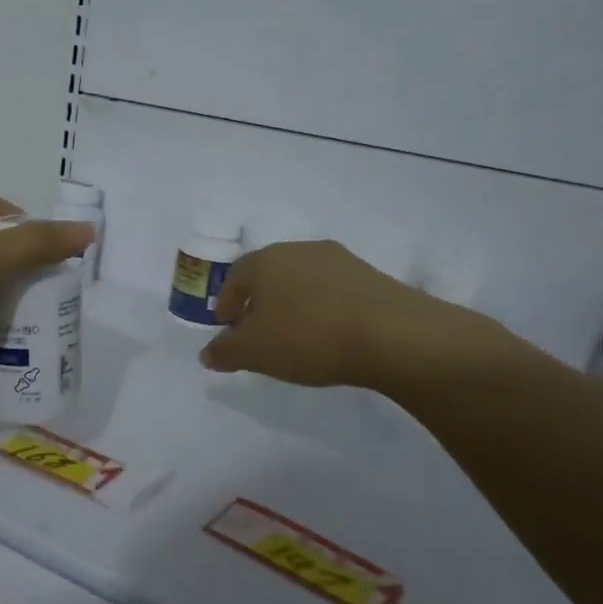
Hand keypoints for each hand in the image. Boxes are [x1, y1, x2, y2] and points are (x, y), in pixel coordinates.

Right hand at [200, 240, 510, 398]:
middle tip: (258, 333)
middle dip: (259, 303)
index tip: (228, 328)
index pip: (235, 277)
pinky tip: (330, 335)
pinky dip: (324, 309)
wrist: (395, 335)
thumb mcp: (255, 352)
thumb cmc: (308, 337)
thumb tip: (207, 353)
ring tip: (296, 337)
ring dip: (293, 305)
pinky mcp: (372, 276)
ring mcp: (339, 260)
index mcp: (266, 260)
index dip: (226, 304)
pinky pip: (334, 292)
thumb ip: (225, 352)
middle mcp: (300, 250)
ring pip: (303, 281)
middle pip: (269, 275)